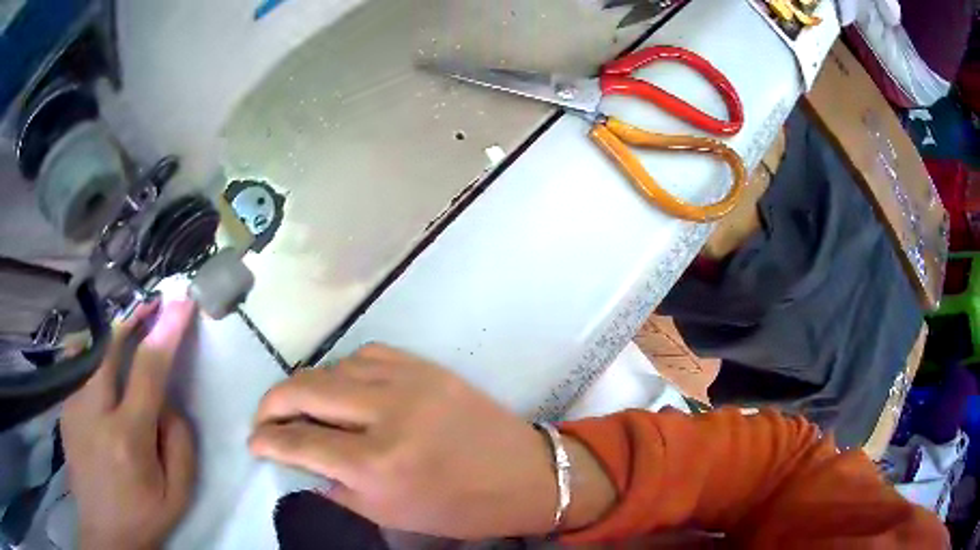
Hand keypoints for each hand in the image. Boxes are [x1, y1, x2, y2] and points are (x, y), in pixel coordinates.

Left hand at [61, 298, 197, 549]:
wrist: (103, 533)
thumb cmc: (144, 516)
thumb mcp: (178, 493)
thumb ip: (180, 443)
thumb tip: (168, 400)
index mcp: (127, 439)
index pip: (148, 371)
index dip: (166, 332)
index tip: (181, 302)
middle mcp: (94, 412)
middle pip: (112, 347)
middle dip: (133, 320)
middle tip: (152, 305)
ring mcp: (73, 407)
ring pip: (95, 356)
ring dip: (115, 346)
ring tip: (129, 344)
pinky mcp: (64, 409)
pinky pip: (82, 374)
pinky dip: (97, 366)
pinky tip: (106, 380)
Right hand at [249, 344, 614, 538]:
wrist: (524, 475)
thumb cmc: (459, 508)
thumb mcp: (390, 515)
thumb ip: (337, 489)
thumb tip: (299, 464)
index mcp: (377, 465)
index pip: (299, 443)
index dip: (266, 441)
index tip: (254, 441)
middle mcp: (386, 414)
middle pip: (305, 390)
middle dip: (272, 403)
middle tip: (264, 418)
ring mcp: (409, 382)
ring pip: (332, 366)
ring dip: (306, 385)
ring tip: (300, 405)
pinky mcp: (426, 366)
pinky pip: (367, 354)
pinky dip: (343, 368)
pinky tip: (341, 386)